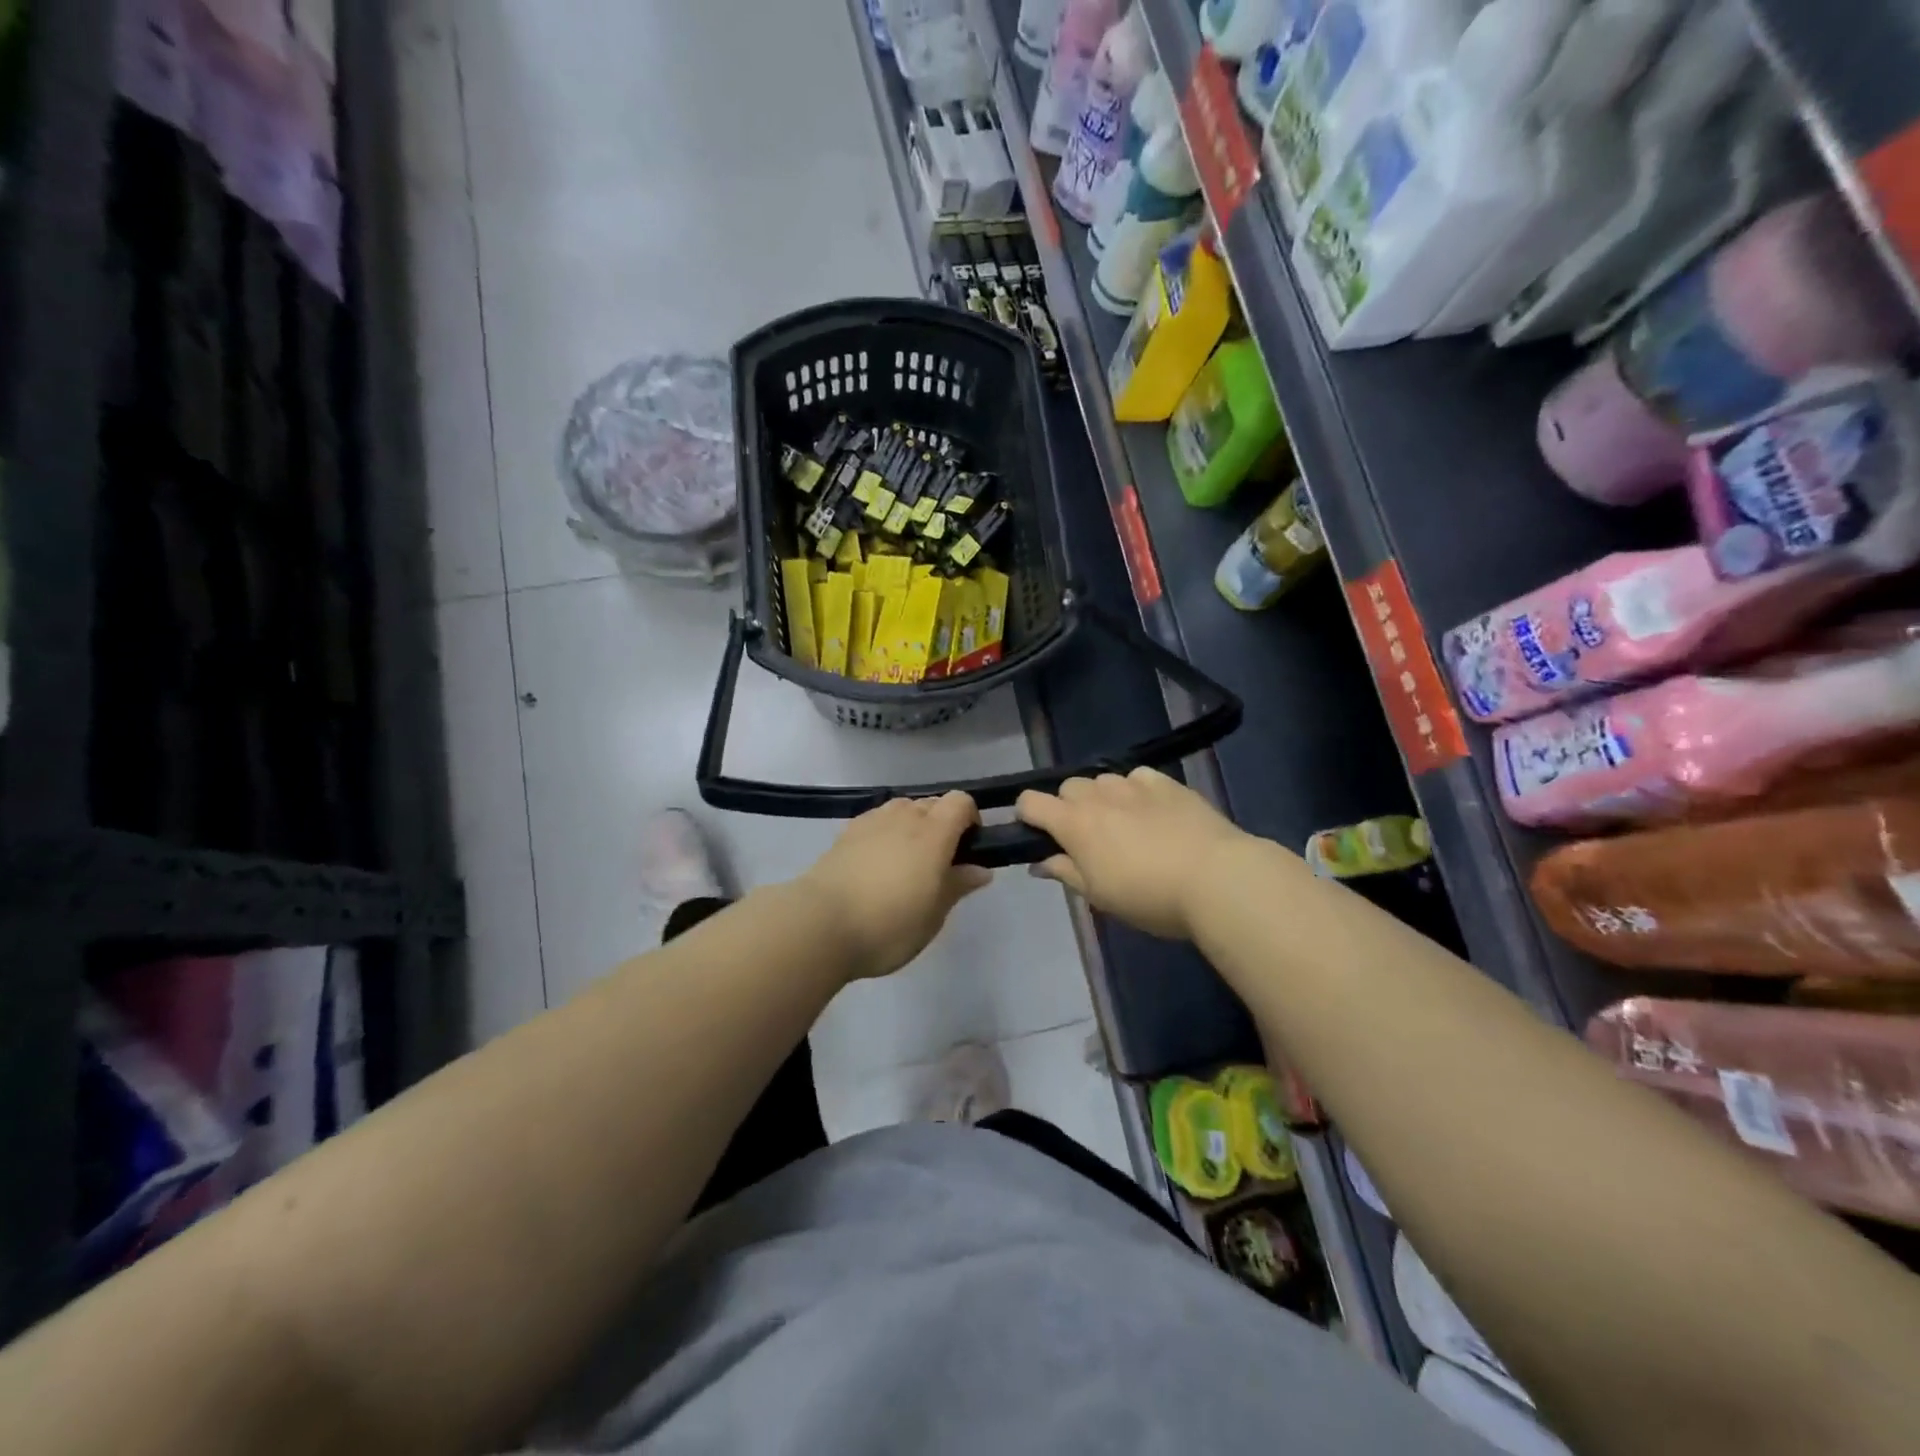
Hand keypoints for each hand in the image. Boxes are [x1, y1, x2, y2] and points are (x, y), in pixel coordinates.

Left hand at [800, 793, 993, 980]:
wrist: (820, 924)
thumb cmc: (889, 925)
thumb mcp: (933, 915)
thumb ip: (958, 885)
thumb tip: (981, 869)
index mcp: (934, 833)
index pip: (960, 802)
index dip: (970, 818)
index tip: (969, 849)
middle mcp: (904, 817)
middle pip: (932, 803)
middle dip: (942, 824)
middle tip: (939, 863)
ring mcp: (872, 821)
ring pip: (903, 808)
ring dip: (913, 825)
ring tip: (907, 862)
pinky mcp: (846, 832)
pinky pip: (877, 820)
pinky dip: (886, 832)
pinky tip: (877, 863)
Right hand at [1017, 768, 1249, 940]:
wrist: (1216, 878)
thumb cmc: (1149, 897)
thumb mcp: (1099, 896)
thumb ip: (1065, 873)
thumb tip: (1039, 863)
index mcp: (1074, 823)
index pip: (1030, 802)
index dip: (1027, 815)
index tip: (1038, 835)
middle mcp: (1098, 795)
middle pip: (1067, 787)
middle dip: (1069, 807)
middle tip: (1088, 839)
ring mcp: (1134, 784)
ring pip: (1103, 780)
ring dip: (1103, 798)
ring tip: (1124, 825)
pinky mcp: (1167, 782)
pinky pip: (1137, 777)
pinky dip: (1136, 790)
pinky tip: (1152, 812)